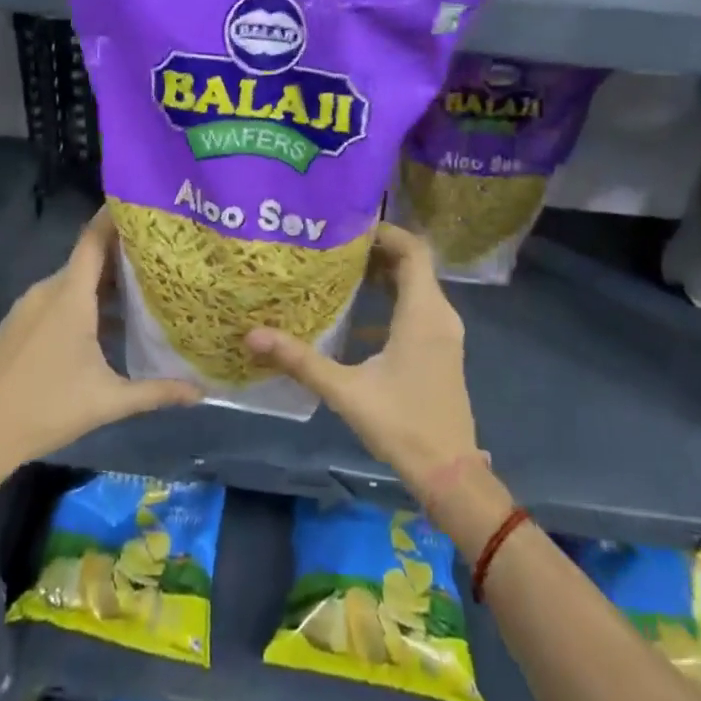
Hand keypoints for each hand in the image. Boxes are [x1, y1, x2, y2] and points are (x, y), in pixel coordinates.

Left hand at [0, 209, 201, 478]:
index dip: (116, 217)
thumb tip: (201, 392)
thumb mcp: (108, 401)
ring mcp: (28, 307)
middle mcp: (47, 291)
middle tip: (163, 257)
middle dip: (124, 256)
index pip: (95, 239)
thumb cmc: (46, 409)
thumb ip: (156, 392)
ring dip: (104, 283)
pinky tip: (105, 325)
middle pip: (89, 260)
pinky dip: (82, 300)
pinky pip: (56, 299)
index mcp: (69, 296)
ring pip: (73, 282)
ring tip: (143, 291)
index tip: (145, 206)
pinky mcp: (17, 325)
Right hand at [245, 223, 478, 503]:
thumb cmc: (402, 425)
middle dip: (375, 250)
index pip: (413, 249)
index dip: (385, 231)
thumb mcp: (345, 391)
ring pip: (415, 287)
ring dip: (382, 275)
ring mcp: (443, 334)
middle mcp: (439, 315)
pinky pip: (416, 309)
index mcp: (423, 313)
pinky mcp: (439, 350)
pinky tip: (354, 316)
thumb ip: (300, 360)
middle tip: (332, 245)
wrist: (450, 474)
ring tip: (338, 270)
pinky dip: (389, 300)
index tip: (346, 226)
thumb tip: (251, 336)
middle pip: (413, 264)